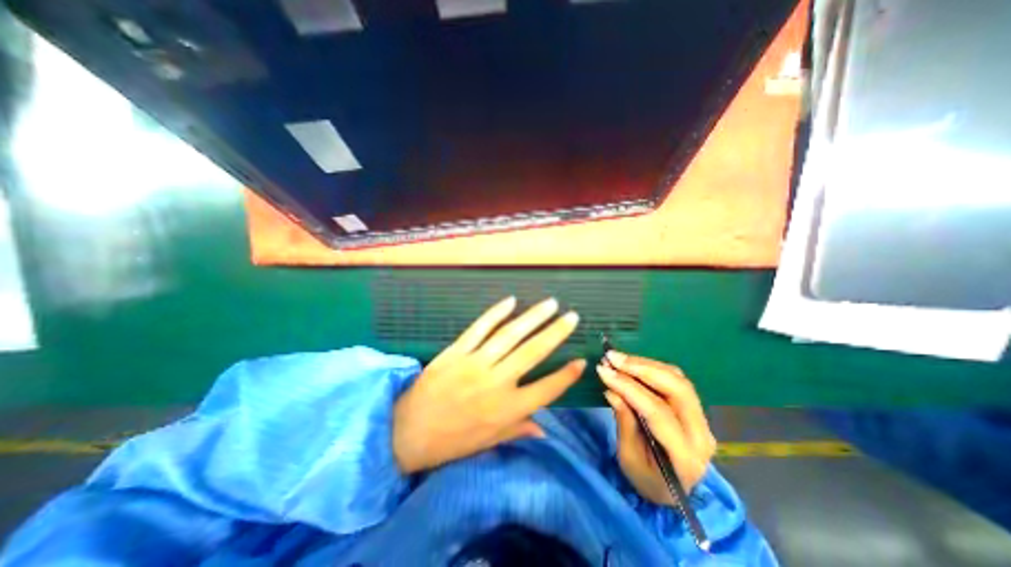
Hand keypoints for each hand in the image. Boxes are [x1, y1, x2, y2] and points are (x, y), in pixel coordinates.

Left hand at [396, 296, 584, 472]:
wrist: (406, 432)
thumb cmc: (450, 441)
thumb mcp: (487, 442)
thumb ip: (518, 431)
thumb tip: (545, 431)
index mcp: (506, 410)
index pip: (546, 390)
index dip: (566, 376)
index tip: (581, 360)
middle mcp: (495, 383)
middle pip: (532, 353)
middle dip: (555, 333)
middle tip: (572, 317)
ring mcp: (475, 363)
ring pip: (510, 335)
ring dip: (532, 317)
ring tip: (550, 304)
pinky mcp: (456, 351)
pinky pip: (479, 327)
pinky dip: (496, 313)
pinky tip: (511, 301)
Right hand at [594, 355, 713, 504]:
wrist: (671, 491)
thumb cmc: (646, 479)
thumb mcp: (628, 458)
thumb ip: (624, 422)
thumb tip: (612, 390)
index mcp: (685, 457)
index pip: (658, 412)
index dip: (629, 388)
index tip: (604, 371)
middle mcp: (701, 434)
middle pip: (676, 389)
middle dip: (641, 368)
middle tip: (612, 358)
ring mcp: (702, 420)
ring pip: (677, 379)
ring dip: (645, 364)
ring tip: (618, 358)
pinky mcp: (694, 408)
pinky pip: (675, 379)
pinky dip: (651, 367)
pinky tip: (632, 364)